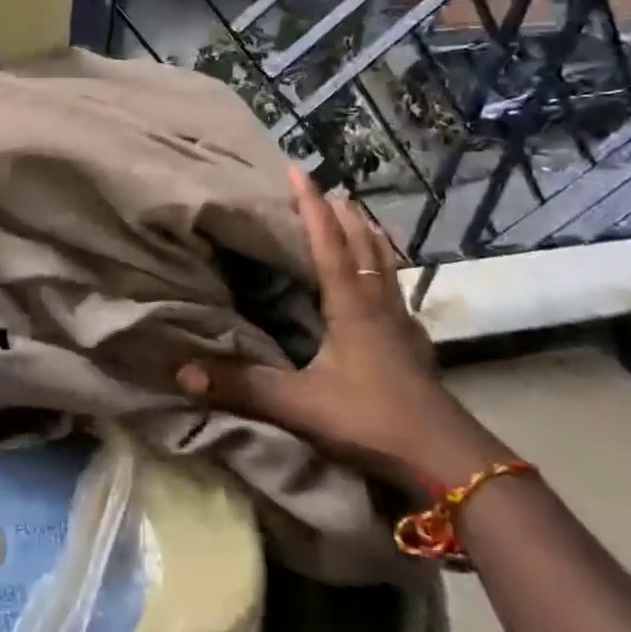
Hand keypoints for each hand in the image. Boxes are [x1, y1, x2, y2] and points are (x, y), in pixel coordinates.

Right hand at [177, 165, 492, 492]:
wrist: (448, 461)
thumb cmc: (371, 420)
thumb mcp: (300, 405)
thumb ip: (242, 387)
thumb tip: (182, 372)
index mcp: (350, 308)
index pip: (328, 244)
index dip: (311, 206)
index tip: (298, 170)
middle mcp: (378, 307)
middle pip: (363, 247)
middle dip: (345, 215)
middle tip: (331, 190)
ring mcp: (402, 328)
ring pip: (386, 268)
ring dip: (371, 239)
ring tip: (362, 219)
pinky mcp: (416, 351)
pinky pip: (398, 296)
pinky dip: (388, 276)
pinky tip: (389, 289)